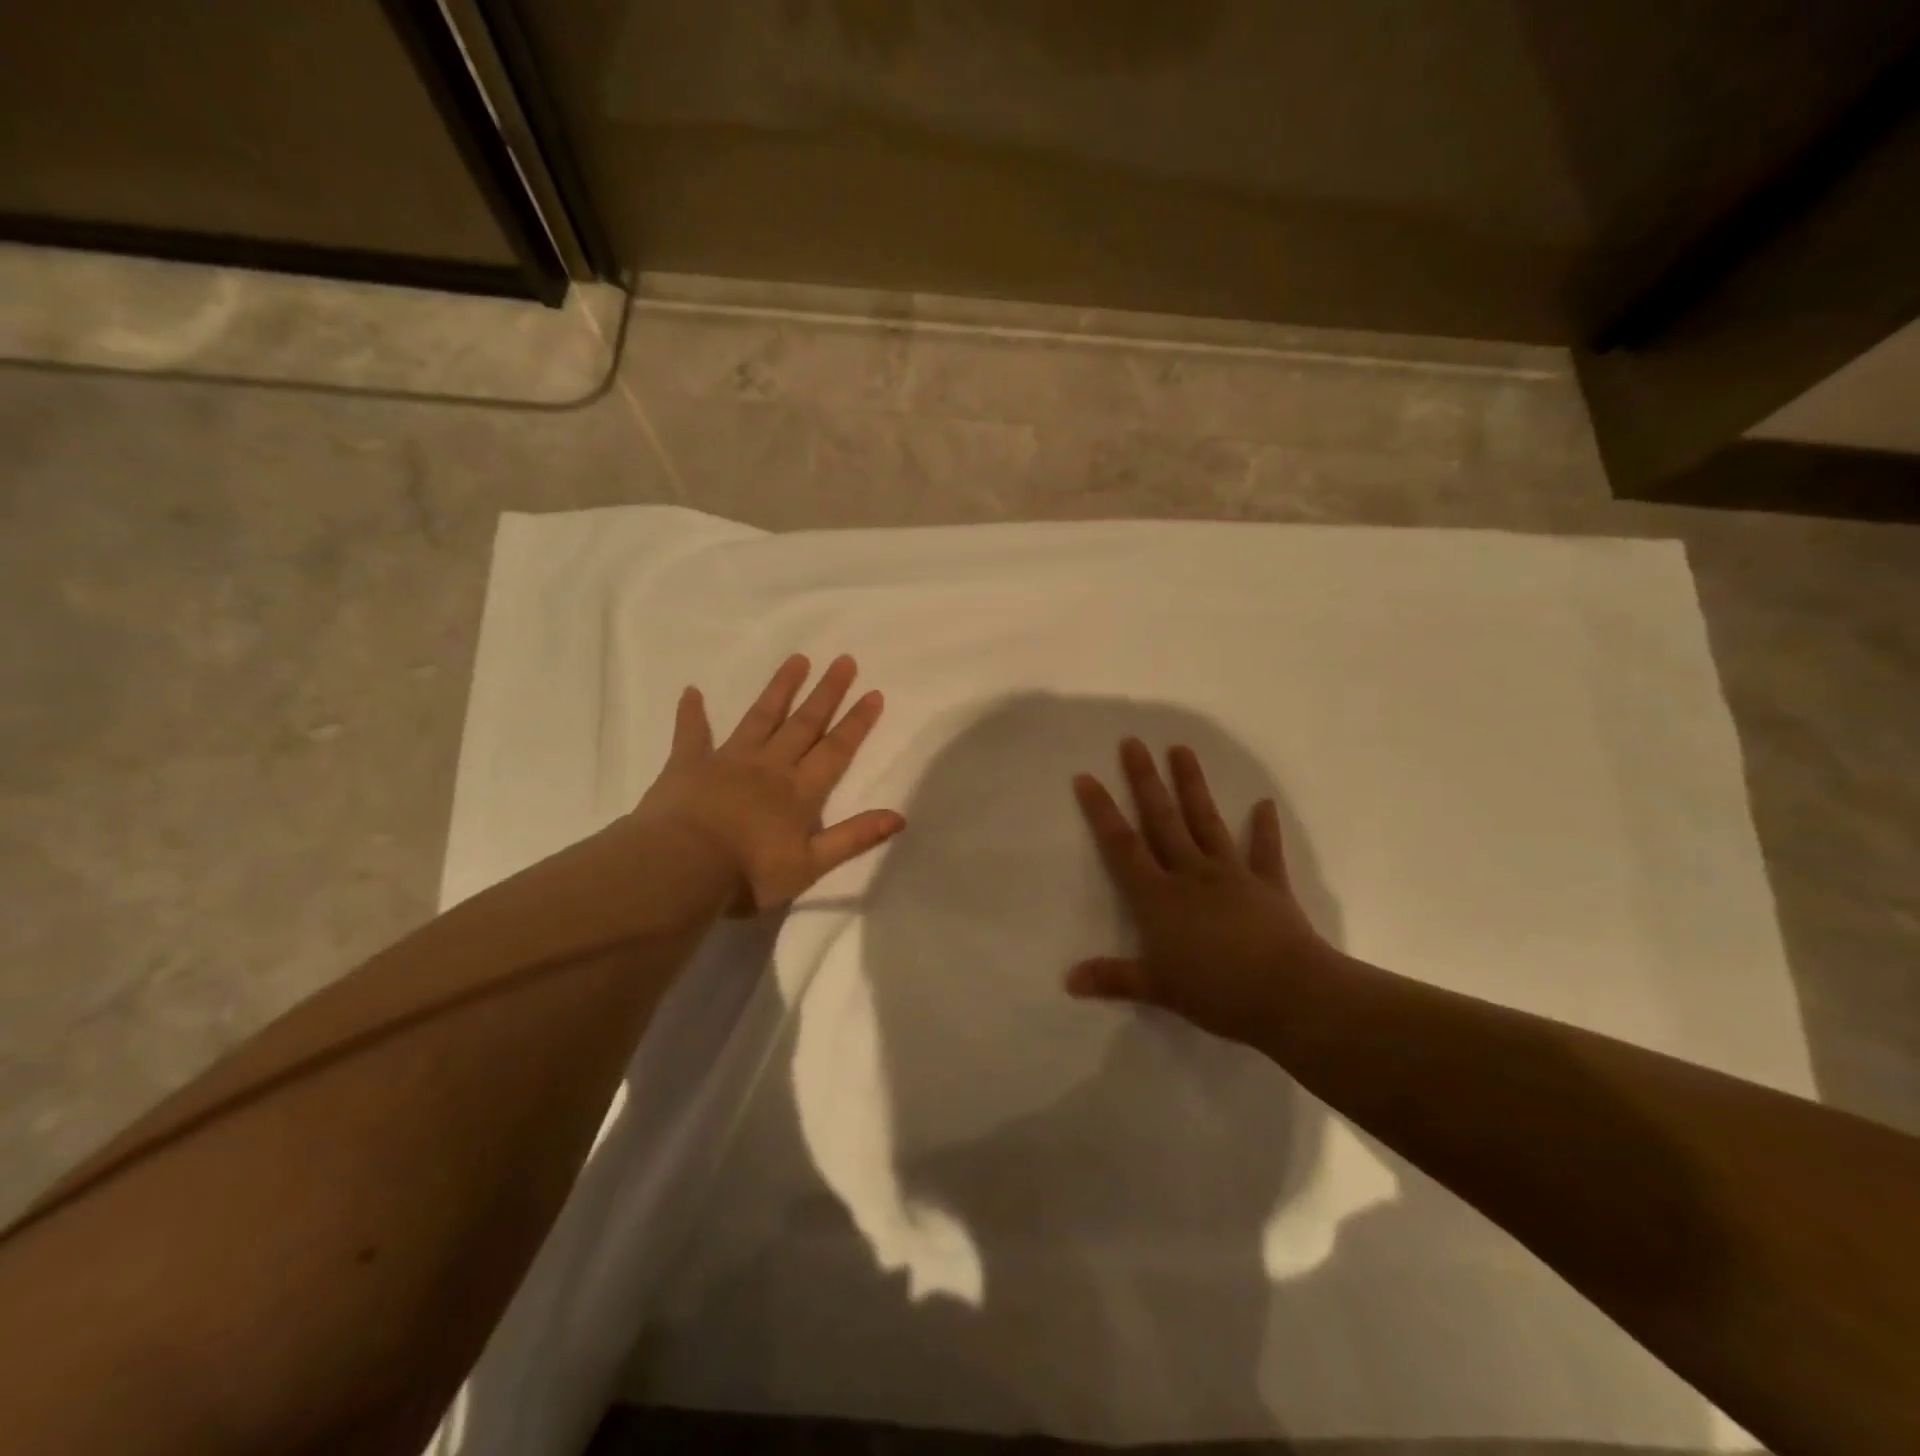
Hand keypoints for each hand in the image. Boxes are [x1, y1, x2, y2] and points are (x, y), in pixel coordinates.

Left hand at [632, 654, 904, 912]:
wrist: (679, 870)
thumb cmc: (748, 874)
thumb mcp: (810, 866)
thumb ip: (853, 838)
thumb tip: (899, 816)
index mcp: (799, 791)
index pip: (836, 750)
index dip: (857, 723)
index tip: (873, 693)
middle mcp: (769, 766)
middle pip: (804, 724)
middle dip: (826, 693)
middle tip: (844, 660)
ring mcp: (727, 761)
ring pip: (760, 718)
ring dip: (780, 688)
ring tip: (797, 659)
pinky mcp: (687, 765)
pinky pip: (691, 734)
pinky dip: (691, 713)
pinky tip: (691, 691)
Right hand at [1068, 738, 1332, 1047]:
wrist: (1289, 995)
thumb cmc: (1216, 992)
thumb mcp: (1159, 989)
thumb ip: (1114, 979)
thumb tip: (1068, 981)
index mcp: (1159, 898)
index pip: (1122, 846)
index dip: (1102, 812)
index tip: (1087, 777)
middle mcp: (1190, 874)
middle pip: (1162, 820)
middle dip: (1145, 781)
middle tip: (1133, 742)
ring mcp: (1232, 875)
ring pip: (1206, 822)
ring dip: (1193, 785)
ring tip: (1182, 749)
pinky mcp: (1268, 886)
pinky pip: (1265, 852)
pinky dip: (1265, 828)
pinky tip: (1264, 803)